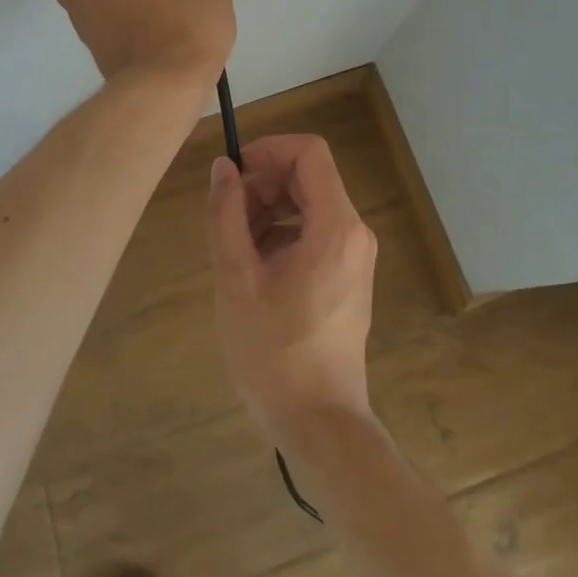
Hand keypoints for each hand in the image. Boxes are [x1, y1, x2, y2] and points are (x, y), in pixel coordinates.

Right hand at [206, 135, 378, 445]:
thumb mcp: (236, 277)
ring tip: (233, 244)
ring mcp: (354, 256)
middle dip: (263, 183)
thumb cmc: (274, 353)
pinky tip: (254, 266)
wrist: (320, 426)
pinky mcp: (348, 276)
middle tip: (225, 214)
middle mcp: (354, 232)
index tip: (234, 173)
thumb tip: (223, 167)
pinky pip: (314, 231)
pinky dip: (282, 233)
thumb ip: (226, 213)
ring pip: (309, 203)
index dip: (268, 150)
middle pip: (308, 176)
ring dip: (268, 209)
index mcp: (335, 226)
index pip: (309, 152)